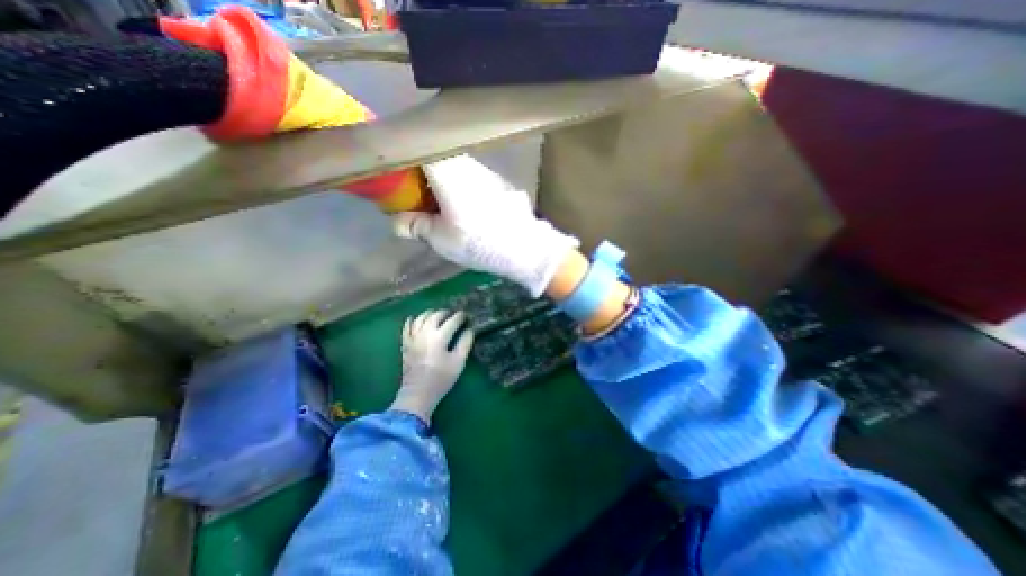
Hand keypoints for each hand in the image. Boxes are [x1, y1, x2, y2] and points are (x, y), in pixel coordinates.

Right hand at [392, 153, 574, 296]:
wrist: (523, 247)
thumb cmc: (477, 240)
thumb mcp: (440, 238)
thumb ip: (415, 225)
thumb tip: (398, 223)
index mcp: (447, 171)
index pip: (417, 147)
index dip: (403, 155)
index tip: (395, 172)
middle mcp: (467, 164)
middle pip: (437, 158)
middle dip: (423, 175)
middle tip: (417, 197)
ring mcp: (486, 173)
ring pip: (457, 170)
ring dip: (445, 183)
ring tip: (442, 208)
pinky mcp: (500, 184)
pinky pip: (473, 180)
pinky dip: (463, 189)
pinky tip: (467, 211)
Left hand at [392, 310, 473, 423]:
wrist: (418, 394)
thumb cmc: (441, 379)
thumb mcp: (458, 362)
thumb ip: (465, 343)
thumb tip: (469, 330)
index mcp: (439, 337)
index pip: (452, 321)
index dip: (460, 316)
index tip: (466, 315)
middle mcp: (425, 333)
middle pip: (435, 316)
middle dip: (445, 312)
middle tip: (453, 314)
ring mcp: (413, 338)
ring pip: (421, 318)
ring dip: (430, 313)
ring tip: (437, 314)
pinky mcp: (406, 344)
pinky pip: (407, 327)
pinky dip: (412, 321)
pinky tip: (415, 319)